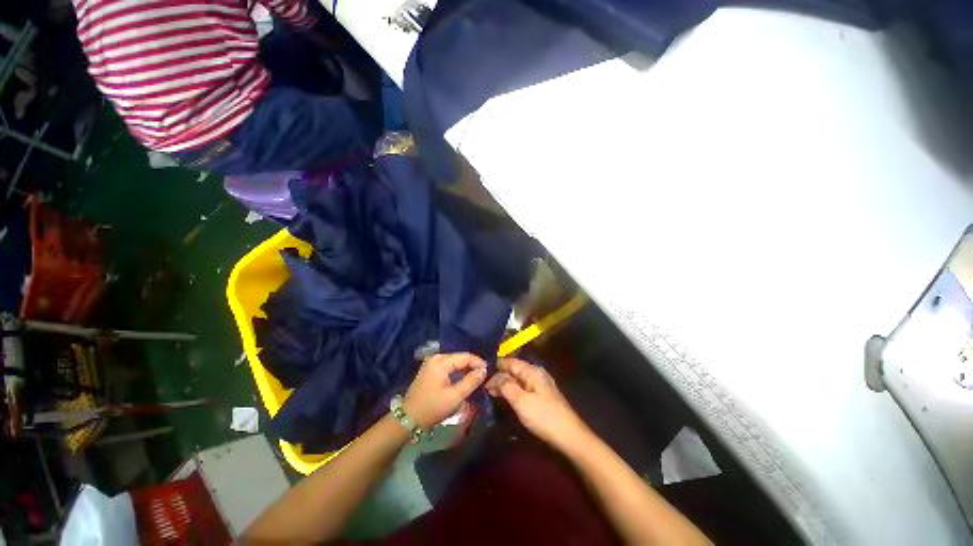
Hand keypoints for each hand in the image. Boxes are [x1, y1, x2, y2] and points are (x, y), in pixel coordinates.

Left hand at [403, 353, 488, 429]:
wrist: (409, 419)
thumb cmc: (432, 408)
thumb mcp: (455, 397)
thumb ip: (471, 381)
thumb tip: (484, 370)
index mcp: (441, 362)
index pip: (465, 356)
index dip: (478, 362)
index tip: (489, 371)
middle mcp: (436, 358)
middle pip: (460, 357)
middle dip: (473, 365)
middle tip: (484, 375)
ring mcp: (432, 363)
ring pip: (455, 362)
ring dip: (466, 368)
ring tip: (477, 377)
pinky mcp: (431, 370)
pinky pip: (449, 366)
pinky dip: (458, 371)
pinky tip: (465, 378)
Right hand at [486, 358, 589, 452]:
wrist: (570, 437)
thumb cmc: (544, 417)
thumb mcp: (521, 401)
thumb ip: (506, 385)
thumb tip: (493, 376)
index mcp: (532, 371)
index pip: (510, 362)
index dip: (496, 366)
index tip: (481, 373)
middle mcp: (536, 374)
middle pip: (514, 370)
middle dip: (499, 376)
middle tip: (483, 386)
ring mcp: (540, 386)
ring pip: (518, 380)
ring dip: (504, 384)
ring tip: (489, 392)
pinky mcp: (541, 397)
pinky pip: (522, 388)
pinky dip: (512, 391)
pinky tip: (505, 398)